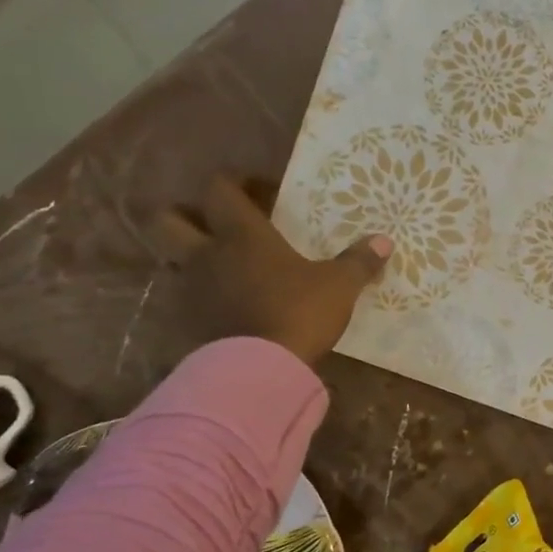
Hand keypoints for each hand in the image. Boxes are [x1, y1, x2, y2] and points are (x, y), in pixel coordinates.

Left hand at [154, 174, 389, 368]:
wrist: (261, 369)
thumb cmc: (299, 312)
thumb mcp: (340, 285)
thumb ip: (359, 261)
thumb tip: (384, 241)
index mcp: (241, 235)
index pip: (219, 190)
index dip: (235, 182)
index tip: (262, 190)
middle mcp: (206, 254)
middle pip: (168, 220)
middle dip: (188, 215)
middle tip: (222, 224)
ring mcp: (192, 290)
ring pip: (173, 260)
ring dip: (194, 257)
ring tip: (229, 267)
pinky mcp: (189, 323)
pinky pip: (187, 297)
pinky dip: (203, 294)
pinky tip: (231, 303)